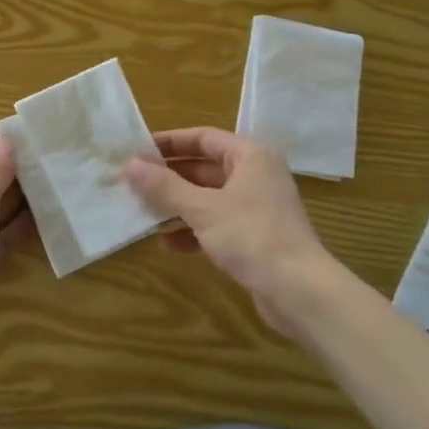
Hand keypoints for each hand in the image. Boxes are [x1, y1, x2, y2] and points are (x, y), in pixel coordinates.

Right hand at [124, 128, 340, 337]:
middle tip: (132, 183)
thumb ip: (164, 186)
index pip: (203, 138)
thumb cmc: (251, 236)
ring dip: (177, 206)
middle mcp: (256, 175)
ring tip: (143, 213)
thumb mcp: (202, 209)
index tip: (136, 150)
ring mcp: (256, 207)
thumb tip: (129, 165)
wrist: (299, 291)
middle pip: (204, 168)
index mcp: (250, 156)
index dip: (169, 142)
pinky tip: (168, 244)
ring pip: (208, 198)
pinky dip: (193, 230)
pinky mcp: (254, 236)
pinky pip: (216, 224)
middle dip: (169, 178)